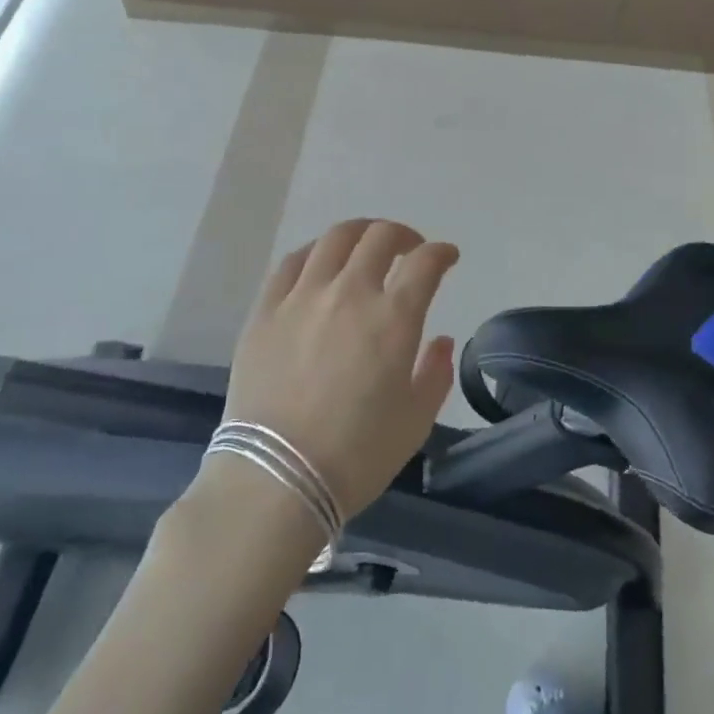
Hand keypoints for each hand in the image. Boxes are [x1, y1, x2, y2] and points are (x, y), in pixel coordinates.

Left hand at [220, 219, 460, 519]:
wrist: (275, 480)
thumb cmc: (356, 456)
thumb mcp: (415, 421)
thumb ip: (435, 373)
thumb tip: (439, 340)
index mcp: (393, 318)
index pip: (425, 263)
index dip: (441, 253)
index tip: (447, 257)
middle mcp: (349, 292)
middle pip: (380, 237)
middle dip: (403, 235)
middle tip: (409, 249)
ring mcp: (303, 296)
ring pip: (335, 239)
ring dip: (360, 233)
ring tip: (366, 245)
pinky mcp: (266, 309)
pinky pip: (291, 262)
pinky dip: (315, 252)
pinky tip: (320, 262)